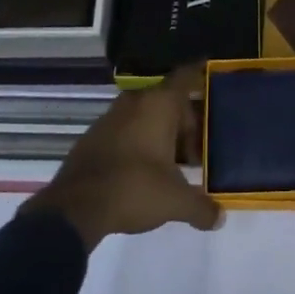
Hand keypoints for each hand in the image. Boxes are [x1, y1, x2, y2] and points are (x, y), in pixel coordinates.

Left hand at [22, 65, 223, 249]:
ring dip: (161, 134)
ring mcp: (111, 116)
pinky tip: (143, 171)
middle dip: (185, 123)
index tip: (211, 79)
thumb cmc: (134, 189)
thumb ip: (201, 207)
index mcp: (159, 104)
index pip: (186, 76)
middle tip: (196, 153)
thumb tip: (220, 218)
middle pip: (169, 101)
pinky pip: (126, 129)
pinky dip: (139, 141)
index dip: (201, 75)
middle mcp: (136, 101)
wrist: (74, 207)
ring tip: (172, 165)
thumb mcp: (175, 201)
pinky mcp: (93, 135)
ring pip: (146, 115)